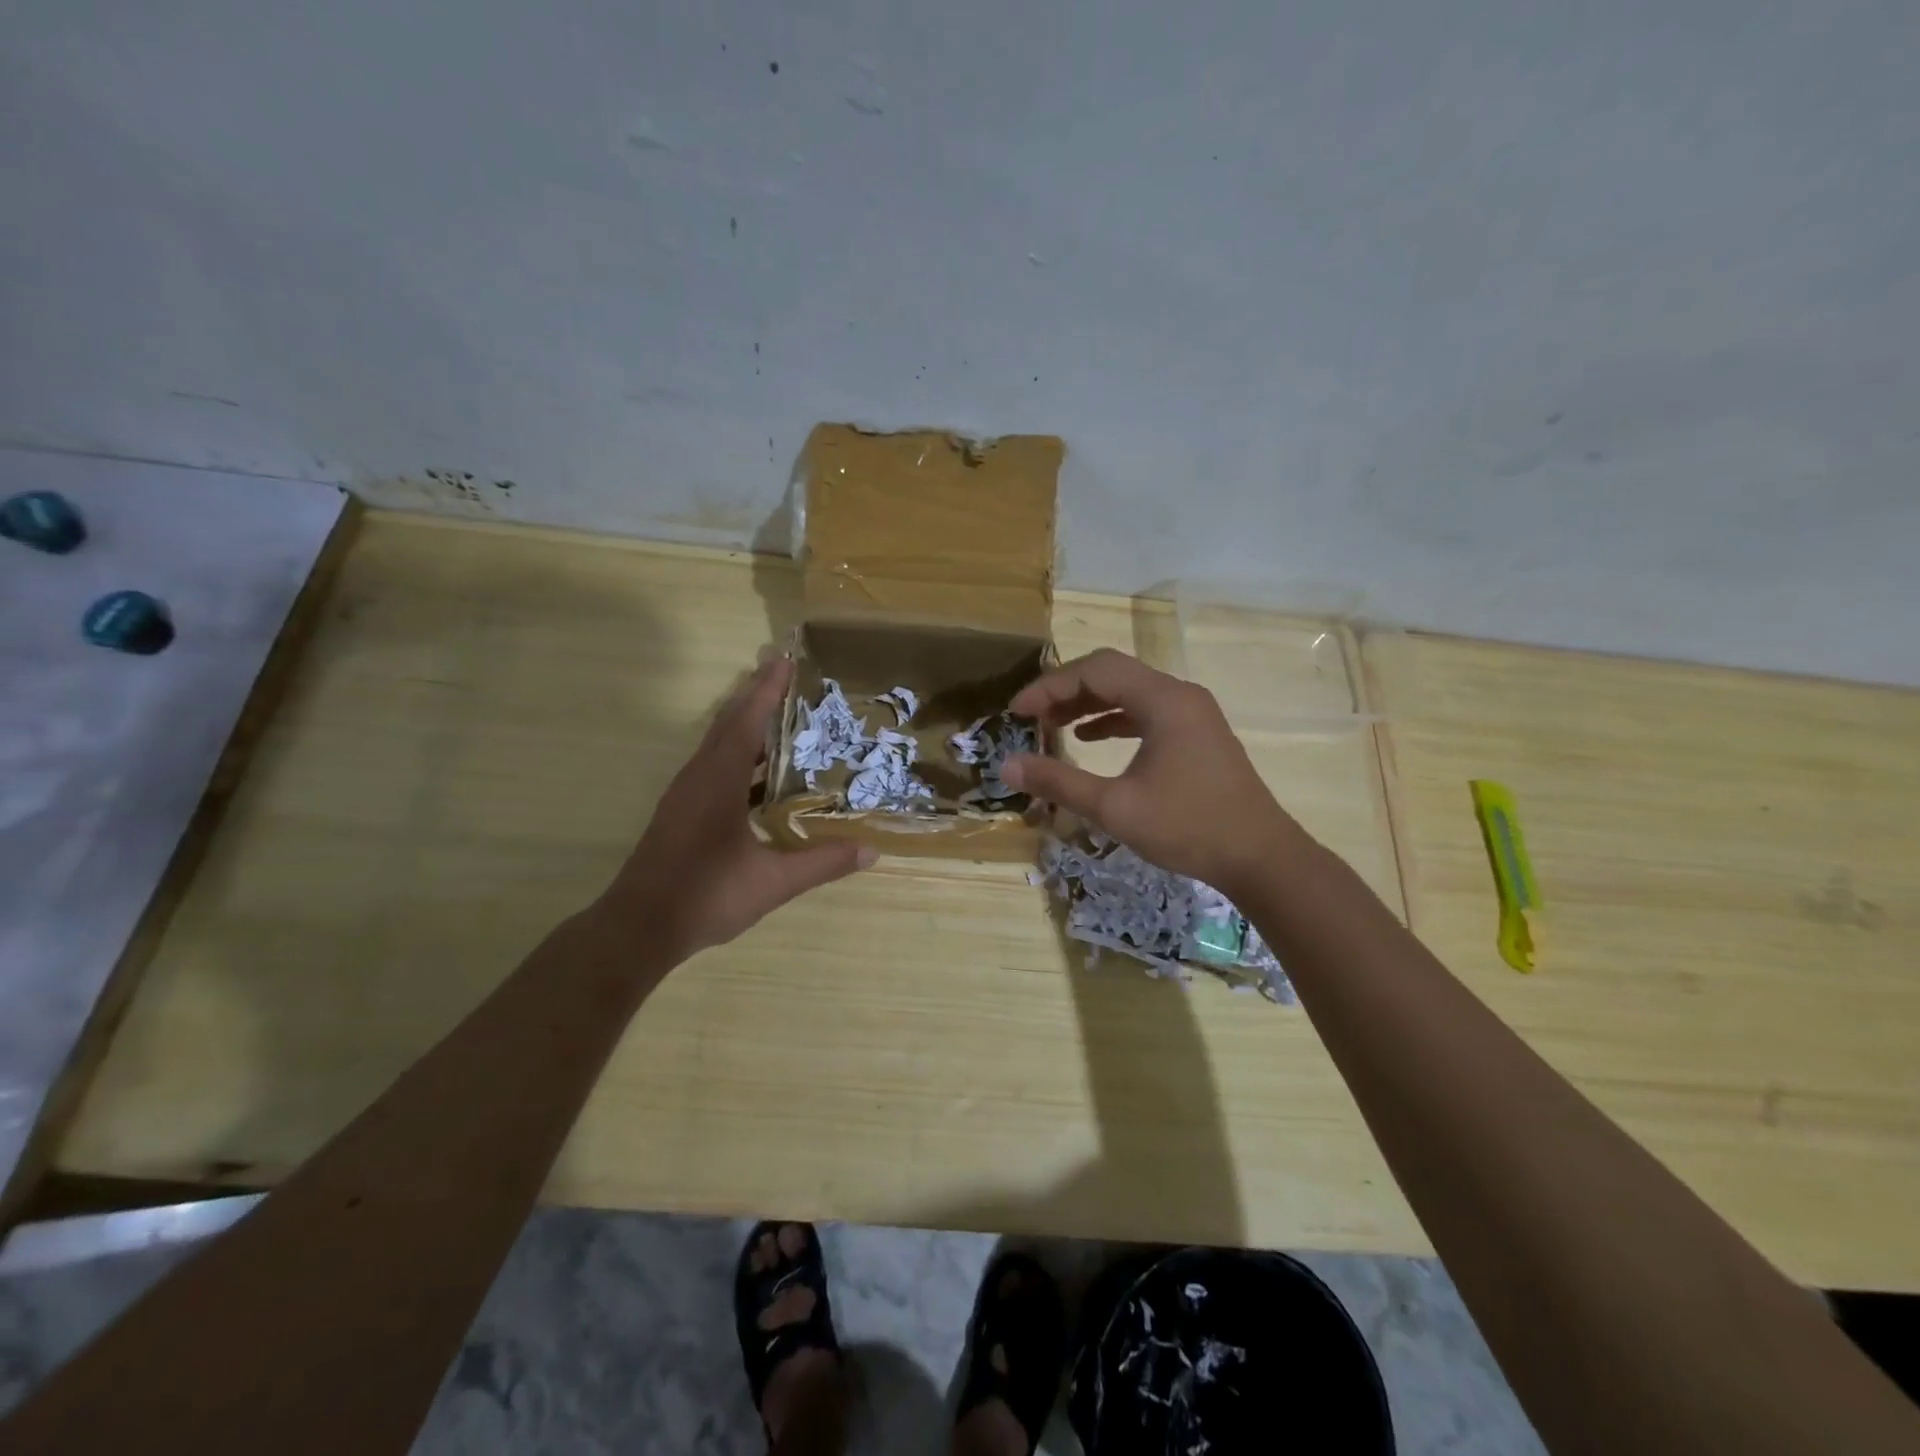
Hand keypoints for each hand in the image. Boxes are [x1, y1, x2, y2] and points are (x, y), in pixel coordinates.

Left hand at [604, 657, 872, 960]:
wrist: (639, 927)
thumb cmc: (706, 896)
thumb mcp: (773, 881)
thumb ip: (822, 863)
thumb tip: (871, 851)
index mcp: (718, 781)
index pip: (746, 721)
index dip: (766, 690)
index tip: (784, 659)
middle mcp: (698, 777)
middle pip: (728, 723)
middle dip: (755, 696)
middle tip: (786, 675)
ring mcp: (685, 794)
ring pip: (718, 744)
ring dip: (746, 723)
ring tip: (781, 715)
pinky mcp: (681, 811)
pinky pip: (713, 765)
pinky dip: (739, 753)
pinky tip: (761, 773)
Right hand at [1000, 648, 1300, 896]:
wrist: (1260, 857)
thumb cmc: (1188, 828)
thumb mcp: (1115, 807)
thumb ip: (1059, 782)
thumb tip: (1007, 765)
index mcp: (1164, 701)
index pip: (1095, 671)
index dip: (1049, 687)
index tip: (1016, 712)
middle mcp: (1180, 695)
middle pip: (1112, 673)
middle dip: (1066, 691)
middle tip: (1031, 717)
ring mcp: (1192, 713)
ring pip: (1130, 691)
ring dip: (1088, 703)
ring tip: (1052, 725)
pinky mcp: (1197, 734)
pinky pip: (1146, 711)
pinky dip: (1114, 719)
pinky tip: (1090, 738)